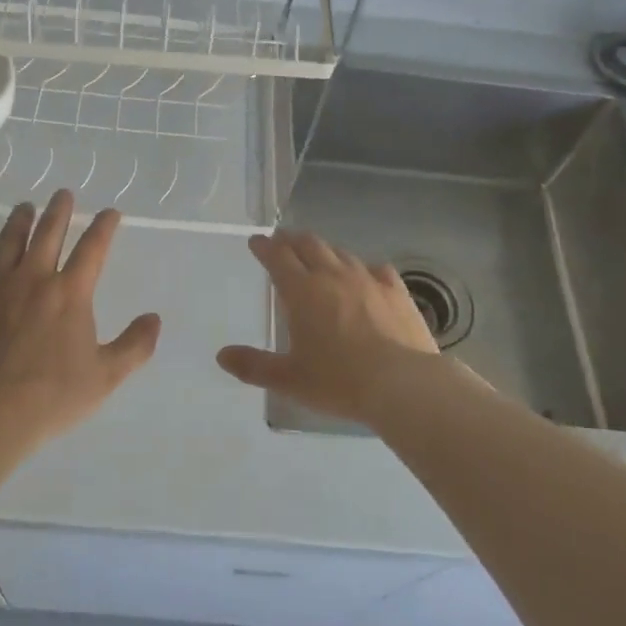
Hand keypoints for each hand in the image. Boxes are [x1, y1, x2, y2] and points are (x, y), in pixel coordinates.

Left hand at [0, 191, 161, 444]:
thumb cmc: (52, 396)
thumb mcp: (106, 377)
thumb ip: (134, 345)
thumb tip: (154, 318)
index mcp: (71, 292)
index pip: (93, 248)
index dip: (104, 226)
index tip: (111, 212)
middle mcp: (34, 278)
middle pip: (49, 233)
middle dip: (59, 210)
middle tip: (63, 193)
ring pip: (9, 242)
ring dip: (19, 221)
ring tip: (25, 207)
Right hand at [217, 230, 453, 426]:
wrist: (403, 384)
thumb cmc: (339, 381)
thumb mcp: (290, 379)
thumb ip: (254, 366)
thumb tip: (222, 356)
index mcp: (302, 291)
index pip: (278, 257)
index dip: (264, 247)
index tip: (256, 241)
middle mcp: (333, 276)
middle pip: (309, 245)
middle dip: (292, 240)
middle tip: (283, 240)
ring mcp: (367, 280)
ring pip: (341, 253)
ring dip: (324, 250)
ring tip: (318, 254)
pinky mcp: (396, 291)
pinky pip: (376, 269)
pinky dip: (363, 267)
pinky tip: (365, 275)